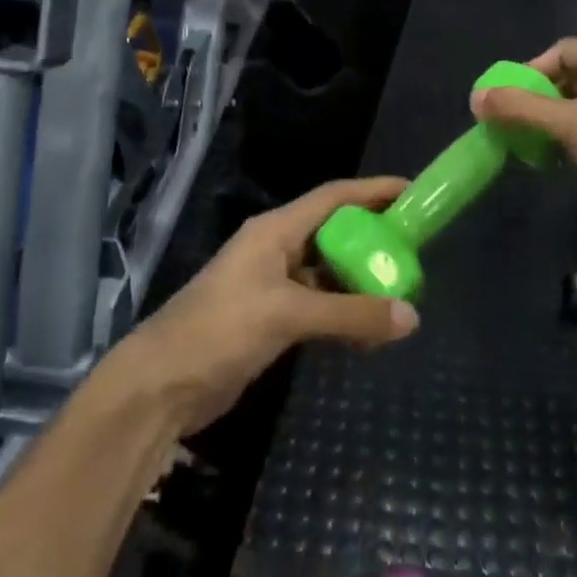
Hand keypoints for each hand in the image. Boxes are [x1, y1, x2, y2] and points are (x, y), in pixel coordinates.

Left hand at [116, 176, 419, 436]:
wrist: (161, 385)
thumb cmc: (220, 330)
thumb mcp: (287, 315)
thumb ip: (350, 314)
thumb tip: (411, 316)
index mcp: (275, 230)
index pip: (333, 198)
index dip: (373, 191)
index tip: (412, 192)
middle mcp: (276, 249)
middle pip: (335, 234)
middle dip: (373, 241)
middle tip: (414, 252)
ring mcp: (273, 285)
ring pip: (329, 274)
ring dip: (360, 284)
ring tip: (400, 297)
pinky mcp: (271, 319)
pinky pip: (319, 307)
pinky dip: (344, 315)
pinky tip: (368, 335)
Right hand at [469, 37, 576, 257]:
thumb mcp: (569, 126)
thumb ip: (521, 108)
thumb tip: (476, 96)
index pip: (563, 50)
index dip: (531, 71)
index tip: (508, 100)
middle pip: (574, 77)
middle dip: (541, 99)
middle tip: (517, 124)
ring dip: (558, 122)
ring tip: (535, 146)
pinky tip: (566, 162)